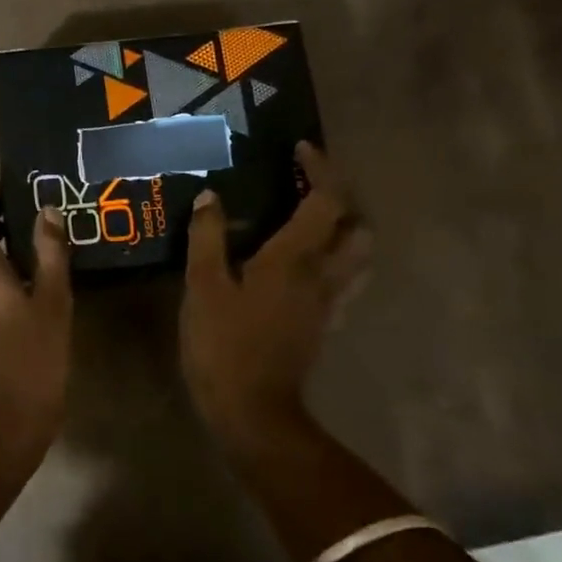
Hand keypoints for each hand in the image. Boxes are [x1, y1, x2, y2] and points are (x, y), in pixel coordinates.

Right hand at [181, 143, 372, 444]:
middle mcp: (323, 276)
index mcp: (295, 259)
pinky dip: (333, 261)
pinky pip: (343, 282)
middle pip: (358, 228)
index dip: (320, 169)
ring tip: (308, 221)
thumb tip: (211, 197)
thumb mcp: (203, 286)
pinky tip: (302, 265)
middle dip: (341, 199)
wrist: (252, 411)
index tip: (300, 149)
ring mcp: (328, 303)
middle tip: (307, 187)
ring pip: (358, 257)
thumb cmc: (224, 344)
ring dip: (343, 230)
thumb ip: (207, 237)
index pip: (327, 201)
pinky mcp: (323, 325)